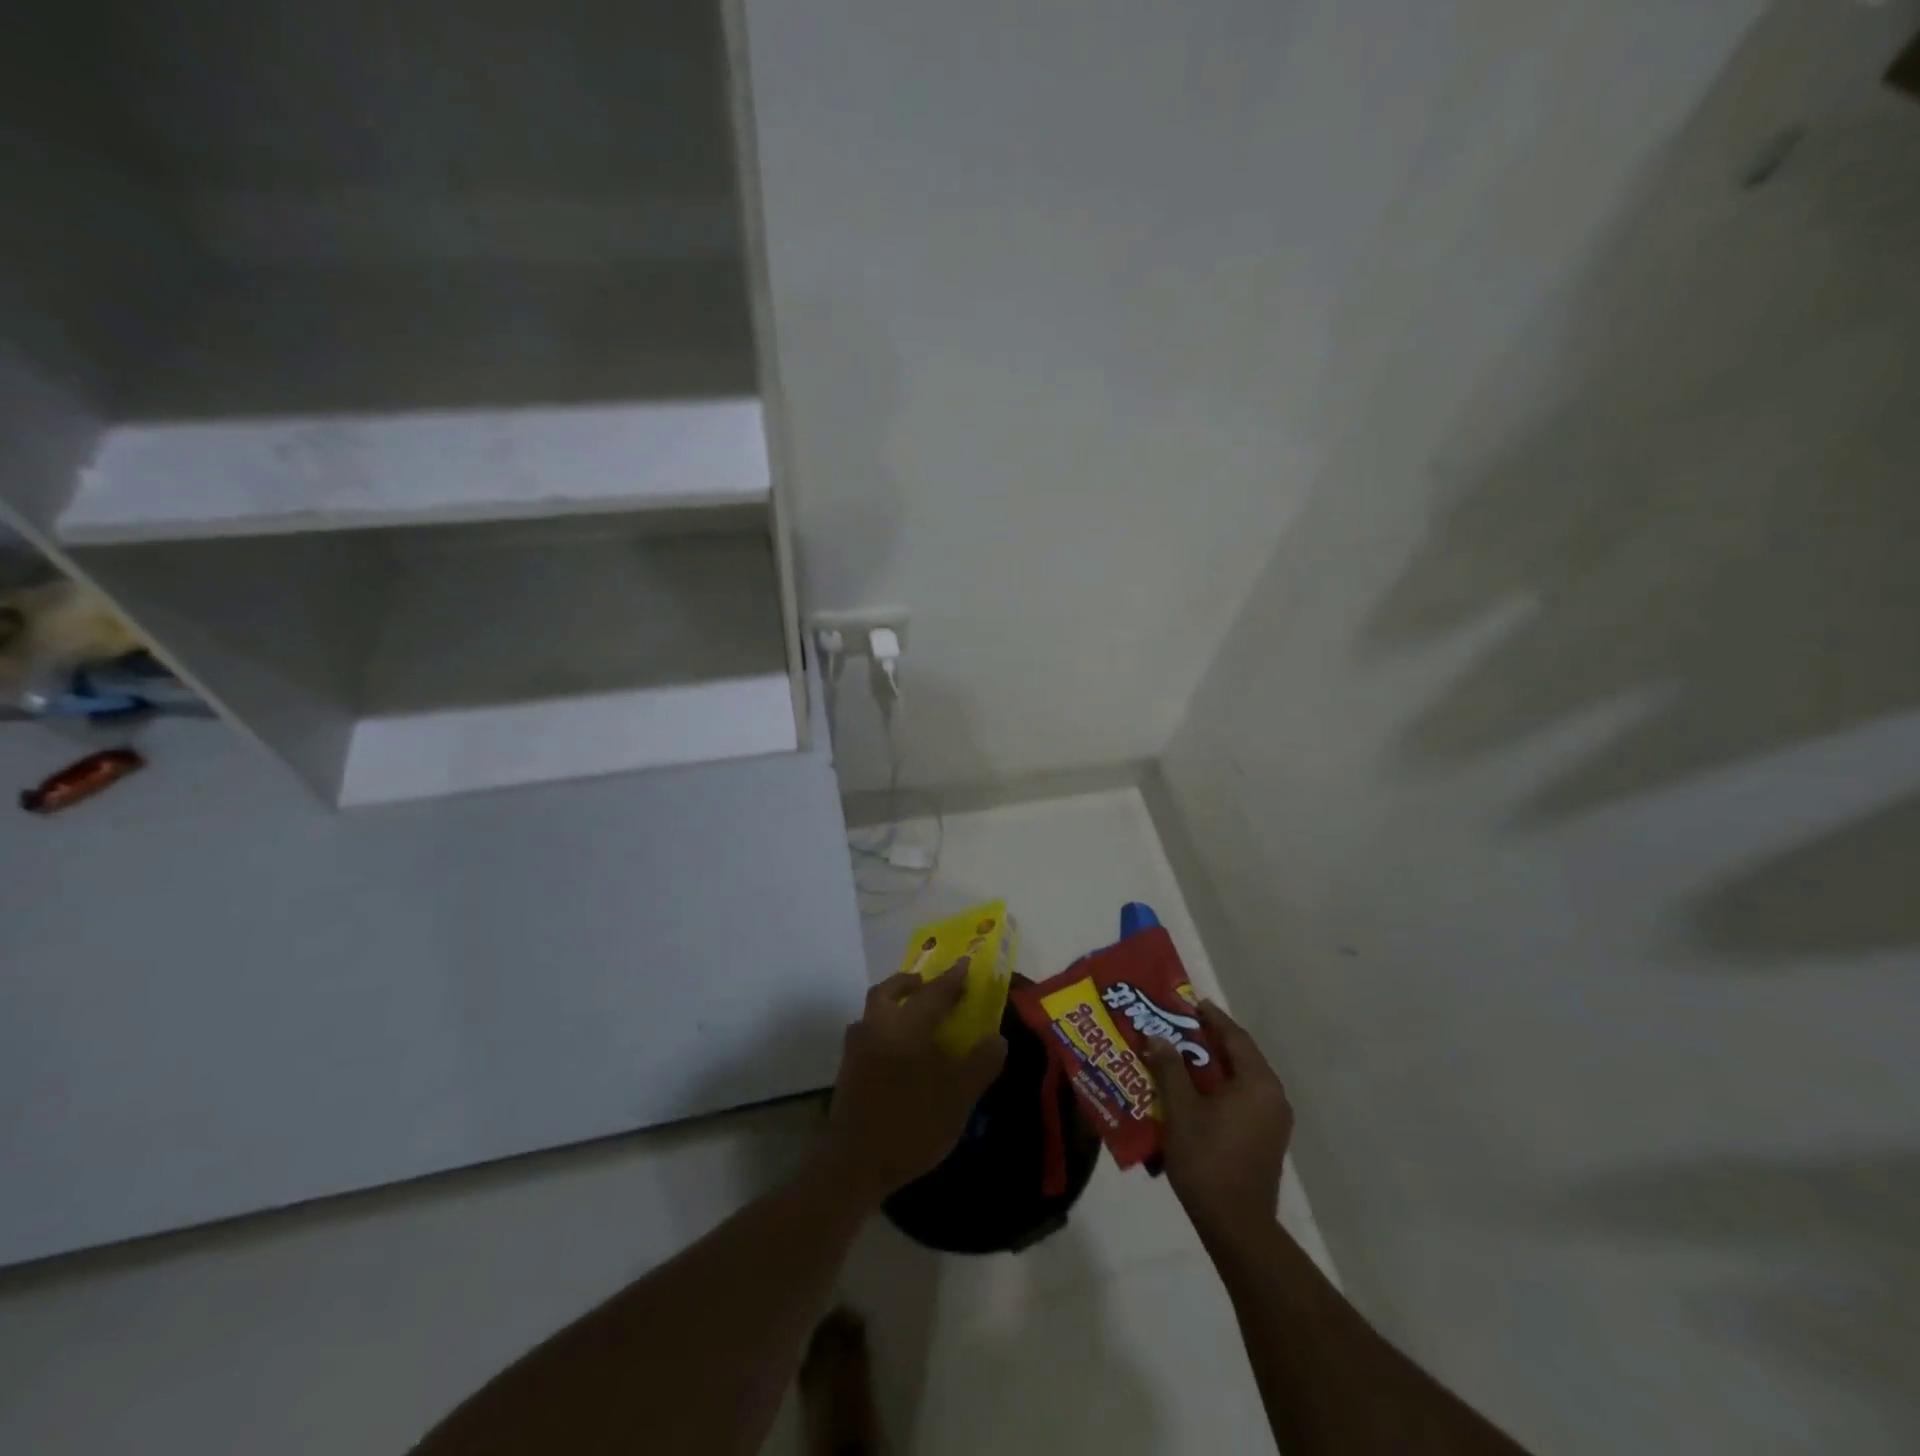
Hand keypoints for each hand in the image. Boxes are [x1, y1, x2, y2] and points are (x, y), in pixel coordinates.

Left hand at [817, 963, 1007, 1206]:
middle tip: (928, 985)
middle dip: (909, 982)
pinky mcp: (846, 1071)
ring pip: (873, 1011)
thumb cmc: (911, 1124)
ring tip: (912, 1016)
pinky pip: (866, 1033)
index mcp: (907, 1026)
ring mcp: (856, 1049)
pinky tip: (895, 1052)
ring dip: (892, 1003)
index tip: (965, 963)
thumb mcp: (958, 1097)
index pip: (934, 992)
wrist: (853, 1164)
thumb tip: (997, 1038)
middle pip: (888, 991)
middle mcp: (877, 1027)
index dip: (952, 978)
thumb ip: (980, 1064)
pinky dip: (882, 1028)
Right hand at [1145, 1000, 1293, 1248]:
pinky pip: (1244, 1099)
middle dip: (1210, 1040)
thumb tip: (1158, 1037)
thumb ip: (1170, 1069)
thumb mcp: (1181, 1110)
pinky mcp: (1266, 1140)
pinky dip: (1221, 1087)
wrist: (1236, 1226)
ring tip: (1181, 1056)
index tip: (1190, 1002)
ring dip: (1214, 1065)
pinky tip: (1194, 1091)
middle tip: (1179, 1026)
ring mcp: (1273, 1121)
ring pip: (1242, 1079)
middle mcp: (1273, 1096)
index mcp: (1258, 1083)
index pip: (1235, 1037)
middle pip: (1241, 1056)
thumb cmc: (1208, 1160)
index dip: (1212, 1018)